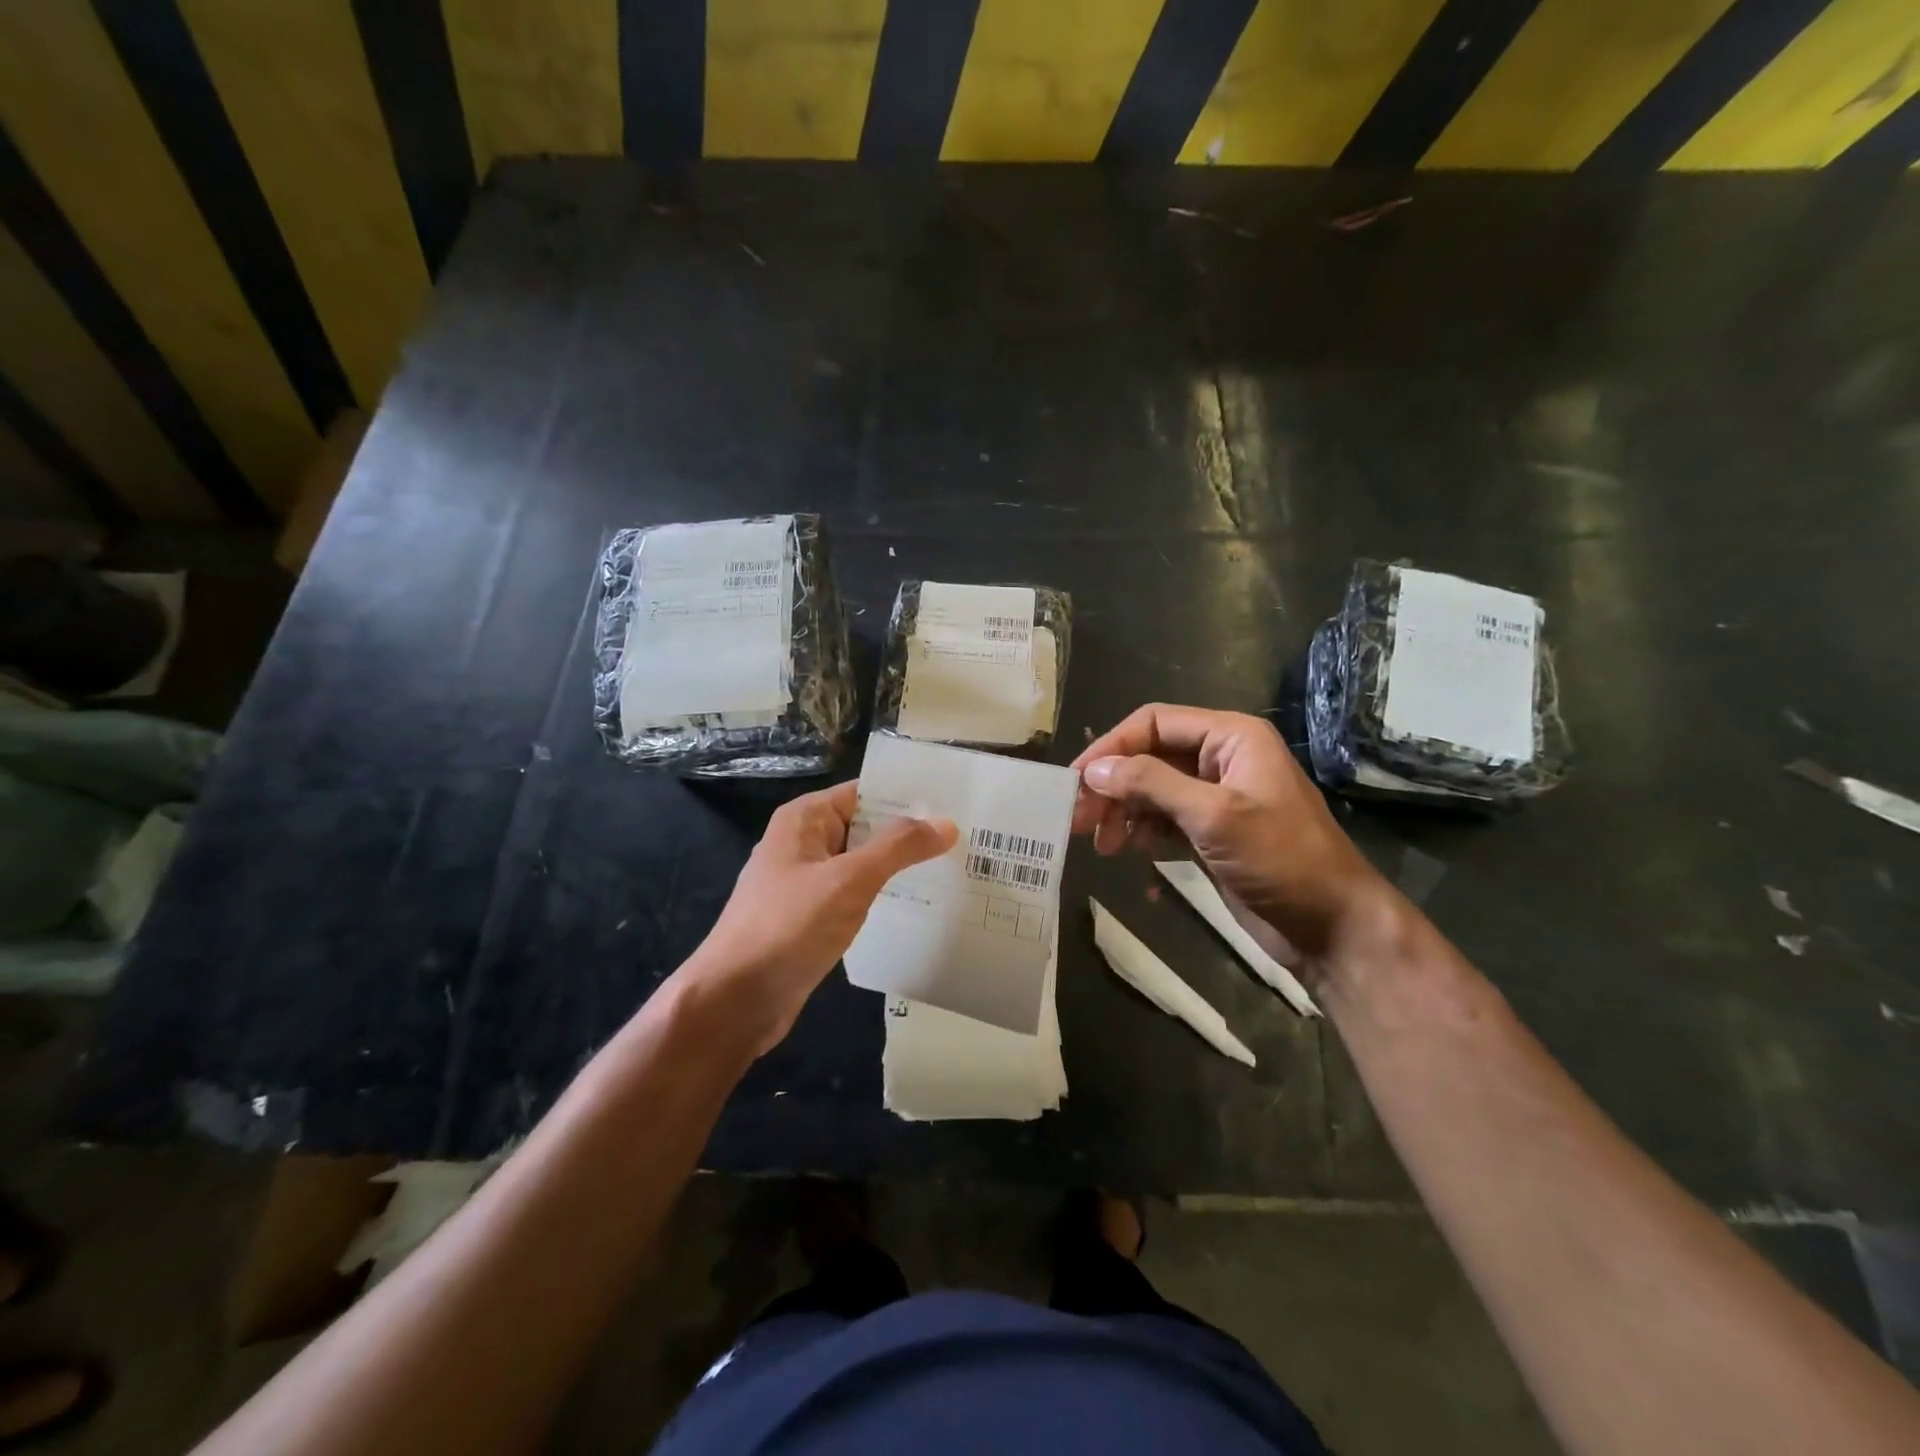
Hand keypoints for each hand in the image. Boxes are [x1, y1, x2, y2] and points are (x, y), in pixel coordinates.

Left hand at [681, 781, 956, 1054]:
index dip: (908, 796)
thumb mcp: (849, 880)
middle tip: (967, 839)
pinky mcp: (811, 919)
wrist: (736, 1000)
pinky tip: (919, 907)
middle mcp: (804, 843)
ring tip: (954, 869)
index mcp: (805, 819)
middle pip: (866, 827)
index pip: (865, 792)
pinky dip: (882, 897)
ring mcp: (806, 883)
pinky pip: (854, 896)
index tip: (956, 803)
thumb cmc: (788, 926)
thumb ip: (898, 848)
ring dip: (899, 868)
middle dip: (911, 834)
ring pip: (863, 864)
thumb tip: (946, 823)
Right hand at [1071, 704, 1390, 959]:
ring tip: (1103, 845)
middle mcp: (1220, 759)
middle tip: (1078, 820)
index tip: (1075, 781)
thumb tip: (1094, 770)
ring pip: (1151, 791)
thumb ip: (1152, 784)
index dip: (1111, 747)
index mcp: (1231, 737)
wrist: (1332, 927)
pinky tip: (1127, 853)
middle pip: (1148, 757)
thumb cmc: (1281, 859)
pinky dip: (1141, 833)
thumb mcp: (1214, 815)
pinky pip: (1162, 820)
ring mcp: (1215, 798)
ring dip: (1122, 812)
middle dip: (1112, 785)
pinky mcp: (1210, 833)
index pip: (1154, 723)